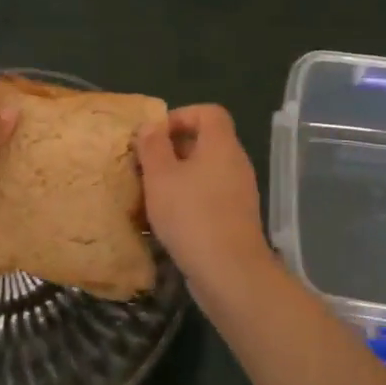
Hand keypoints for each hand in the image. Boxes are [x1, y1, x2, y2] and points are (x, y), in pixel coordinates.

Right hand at [135, 105, 278, 296]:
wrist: (230, 272)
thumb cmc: (191, 215)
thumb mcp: (161, 176)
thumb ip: (153, 146)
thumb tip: (151, 126)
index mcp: (221, 145)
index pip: (208, 112)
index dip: (180, 116)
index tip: (155, 136)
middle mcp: (236, 163)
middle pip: (206, 141)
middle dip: (173, 149)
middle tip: (146, 165)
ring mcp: (239, 192)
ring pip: (206, 171)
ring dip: (178, 177)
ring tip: (151, 193)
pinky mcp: (236, 218)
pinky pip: (210, 195)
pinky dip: (189, 199)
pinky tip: (167, 219)